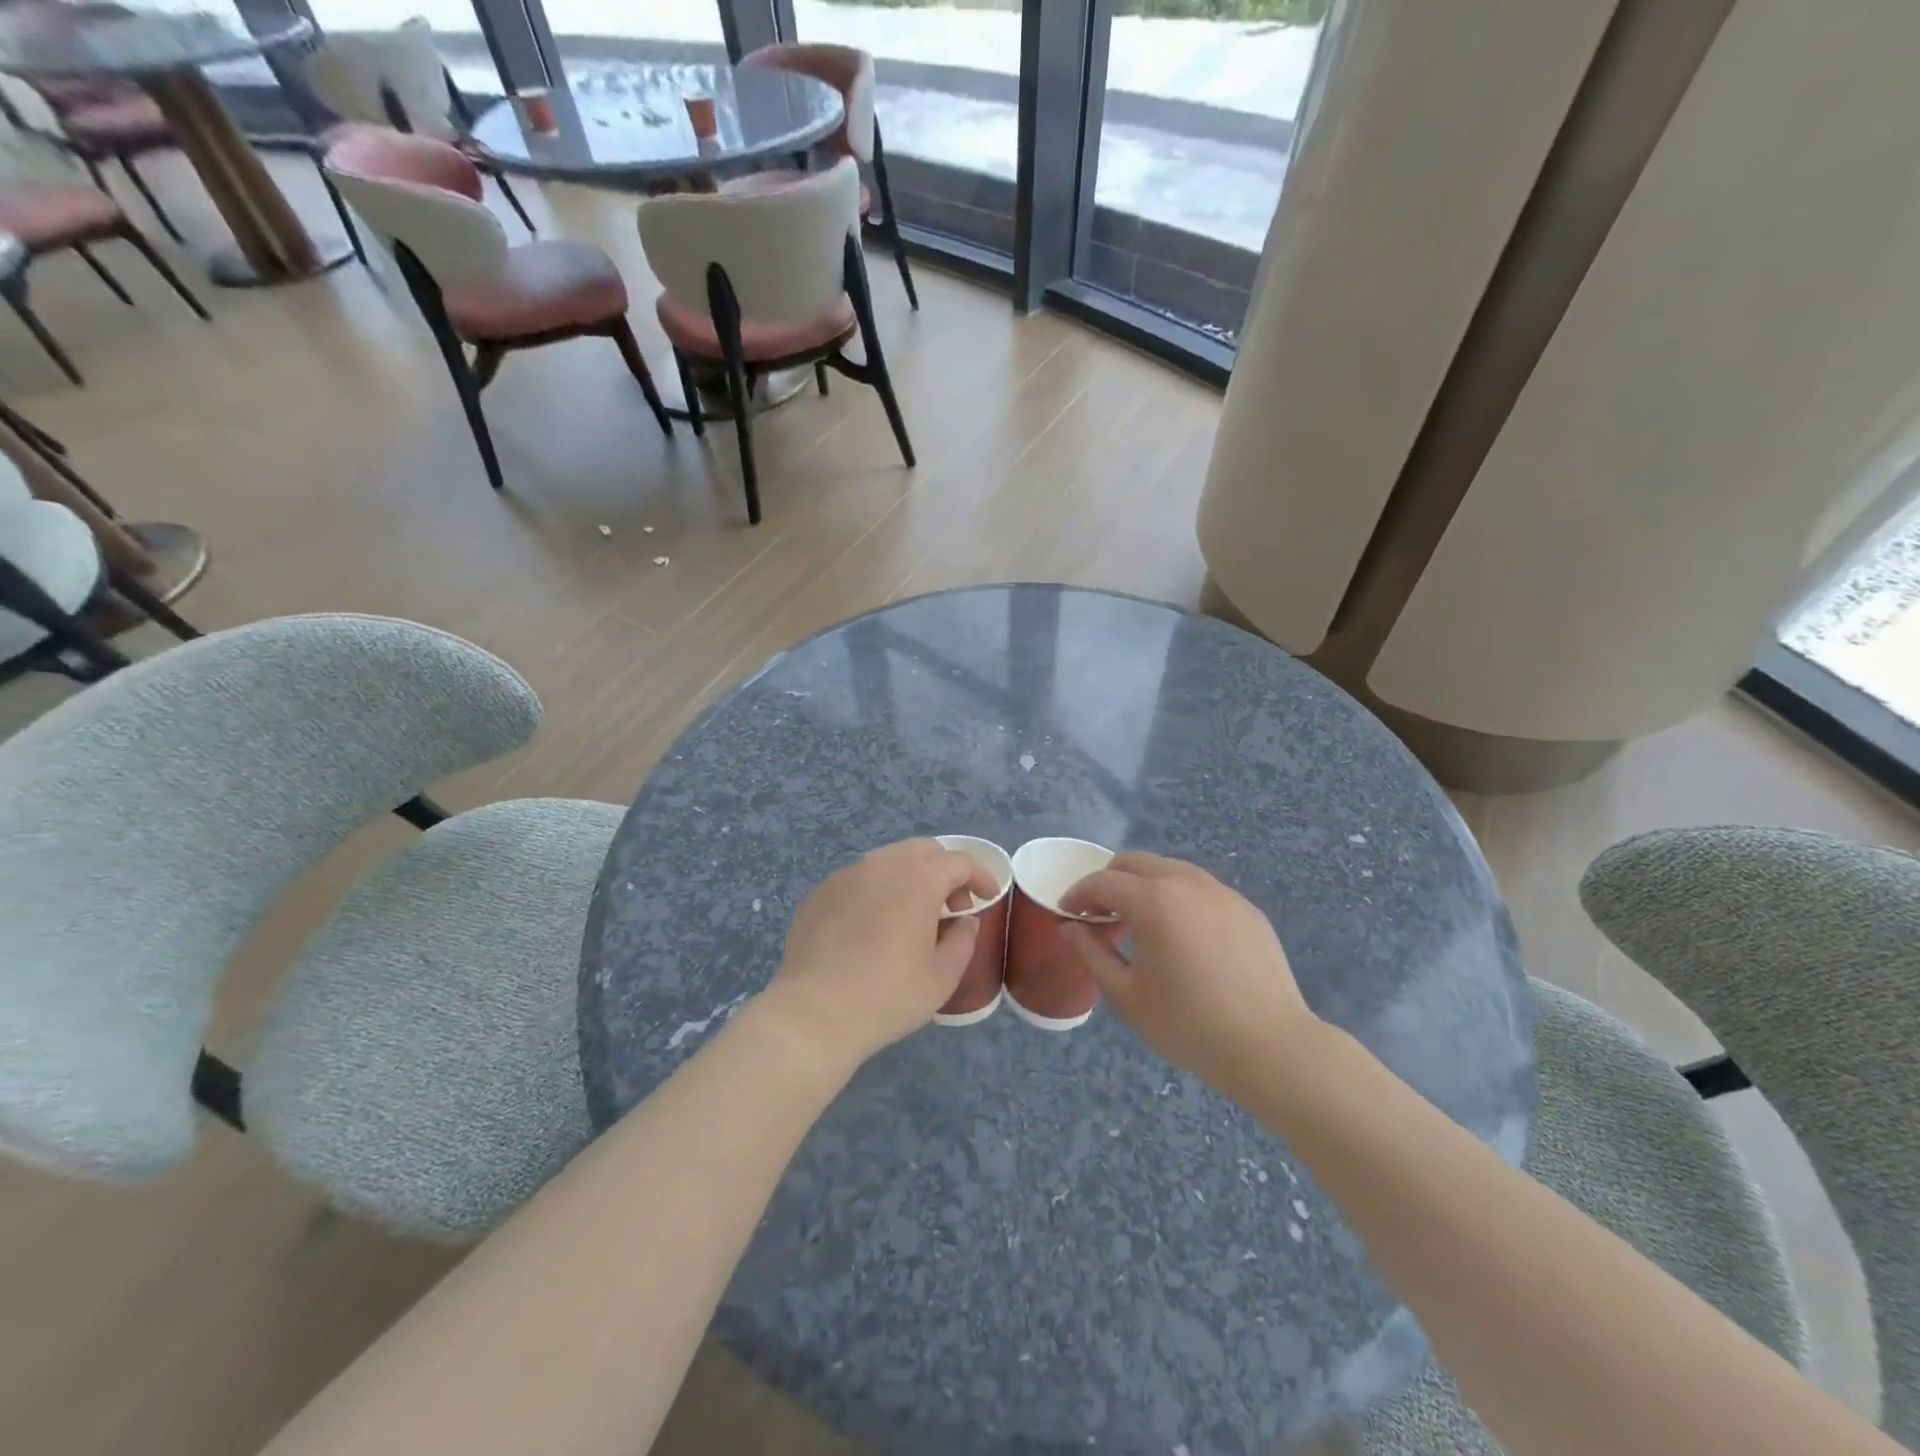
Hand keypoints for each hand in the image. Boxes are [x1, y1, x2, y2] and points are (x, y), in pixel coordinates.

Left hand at [758, 838, 997, 1074]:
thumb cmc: (888, 995)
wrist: (814, 1013)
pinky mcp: (820, 893)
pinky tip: (873, 928)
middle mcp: (882, 864)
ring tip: (912, 917)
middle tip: (951, 908)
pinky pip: (859, 880)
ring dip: (910, 879)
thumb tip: (964, 921)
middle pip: (923, 851)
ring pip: (888, 861)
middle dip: (944, 871)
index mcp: (919, 878)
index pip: (959, 861)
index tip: (988, 896)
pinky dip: (878, 892)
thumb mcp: (942, 976)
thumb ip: (963, 940)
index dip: (980, 876)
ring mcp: (846, 875)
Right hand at [1059, 853, 1318, 1102]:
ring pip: (1170, 870)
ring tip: (1139, 922)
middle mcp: (1186, 882)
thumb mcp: (1125, 994)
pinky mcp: (1246, 909)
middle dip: (1109, 882)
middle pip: (1135, 863)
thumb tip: (1070, 928)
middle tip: (1099, 914)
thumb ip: (1091, 952)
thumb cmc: (1187, 1024)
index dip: (1077, 895)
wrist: (1270, 1046)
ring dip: (1144, 886)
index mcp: (1152, 900)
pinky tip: (1181, 935)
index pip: (1102, 882)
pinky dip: (1178, 898)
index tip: (1066, 914)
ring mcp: (1221, 892)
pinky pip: (1200, 889)